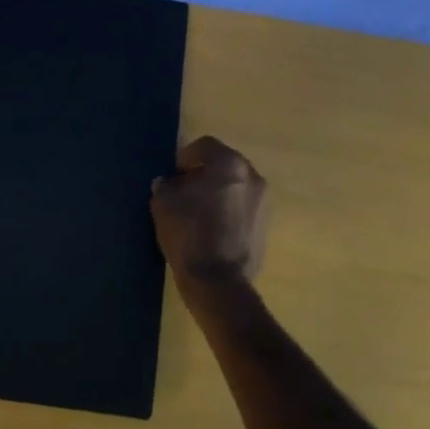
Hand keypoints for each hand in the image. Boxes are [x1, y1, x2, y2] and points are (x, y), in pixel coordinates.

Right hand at [151, 136, 267, 288]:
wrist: (218, 282)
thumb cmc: (189, 234)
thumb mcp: (163, 204)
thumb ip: (165, 185)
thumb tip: (168, 183)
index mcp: (229, 164)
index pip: (204, 146)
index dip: (184, 158)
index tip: (172, 176)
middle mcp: (252, 176)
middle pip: (223, 164)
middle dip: (203, 174)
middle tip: (183, 191)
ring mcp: (263, 202)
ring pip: (235, 186)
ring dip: (218, 192)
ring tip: (197, 212)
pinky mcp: (265, 226)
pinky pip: (243, 207)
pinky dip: (228, 210)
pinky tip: (212, 229)